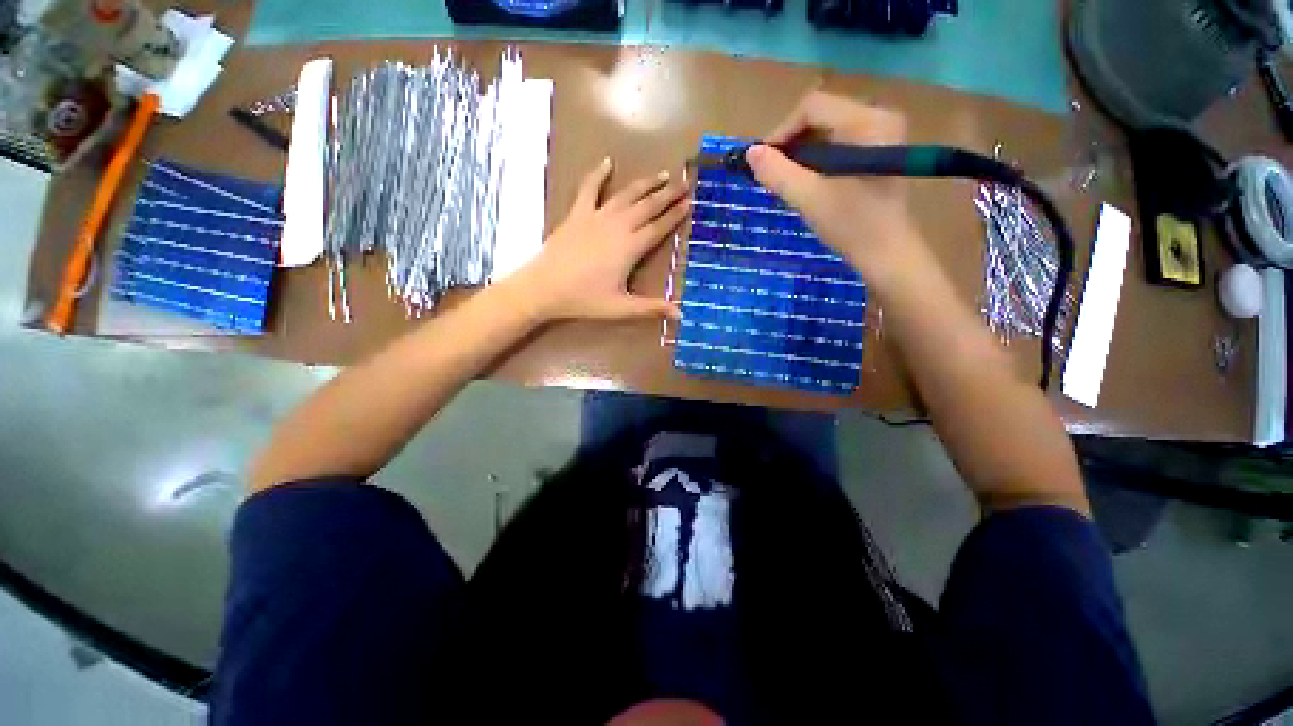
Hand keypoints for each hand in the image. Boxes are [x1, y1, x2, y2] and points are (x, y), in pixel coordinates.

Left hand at [512, 158, 688, 322]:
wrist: (544, 287)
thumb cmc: (584, 299)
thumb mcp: (621, 308)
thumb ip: (651, 308)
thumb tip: (680, 316)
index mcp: (630, 247)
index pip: (659, 227)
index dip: (675, 216)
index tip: (690, 203)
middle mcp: (618, 226)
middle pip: (648, 206)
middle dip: (668, 194)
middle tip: (684, 183)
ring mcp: (596, 216)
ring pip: (626, 194)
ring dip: (645, 183)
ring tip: (662, 174)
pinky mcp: (577, 213)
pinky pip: (589, 189)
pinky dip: (598, 174)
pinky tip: (607, 162)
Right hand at [745, 91, 925, 282]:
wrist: (887, 253)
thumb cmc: (851, 225)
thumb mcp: (809, 198)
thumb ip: (777, 173)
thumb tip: (750, 152)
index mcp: (867, 121)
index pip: (812, 107)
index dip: (782, 131)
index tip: (763, 162)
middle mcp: (879, 116)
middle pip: (821, 115)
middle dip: (792, 143)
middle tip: (774, 174)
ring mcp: (882, 133)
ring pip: (828, 129)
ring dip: (803, 152)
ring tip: (788, 180)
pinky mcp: (879, 150)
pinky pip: (839, 142)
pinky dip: (817, 158)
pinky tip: (809, 181)